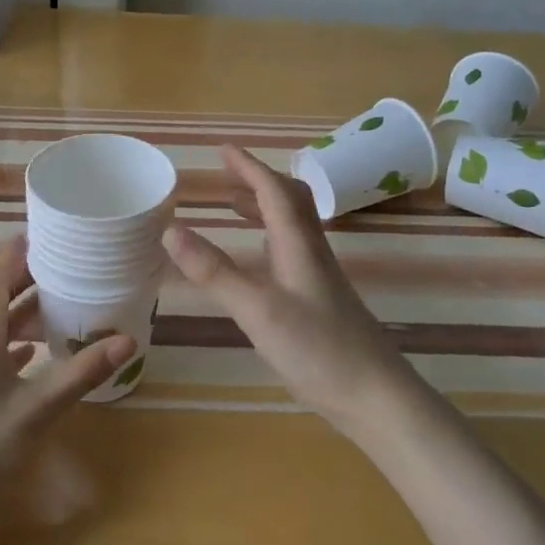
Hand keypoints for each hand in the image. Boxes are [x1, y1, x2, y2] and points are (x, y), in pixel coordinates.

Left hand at [0, 236, 133, 518]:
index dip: (17, 251)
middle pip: (0, 297)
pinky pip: (2, 353)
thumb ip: (82, 372)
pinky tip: (45, 350)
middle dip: (30, 276)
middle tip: (70, 261)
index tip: (48, 231)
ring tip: (68, 301)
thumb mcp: (39, 407)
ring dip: (29, 310)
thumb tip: (127, 339)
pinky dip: (25, 342)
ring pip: (1, 326)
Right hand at [162, 144, 418, 435]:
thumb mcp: (257, 309)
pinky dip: (269, 237)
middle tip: (226, 175)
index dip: (248, 166)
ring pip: (292, 225)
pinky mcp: (320, 298)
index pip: (273, 190)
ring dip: (263, 207)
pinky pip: (292, 249)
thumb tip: (169, 229)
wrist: (375, 396)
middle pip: (289, 200)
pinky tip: (258, 259)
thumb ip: (214, 271)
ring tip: (233, 205)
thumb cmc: (317, 348)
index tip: (223, 149)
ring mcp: (319, 275)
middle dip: (257, 180)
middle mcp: (311, 251)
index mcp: (298, 244)